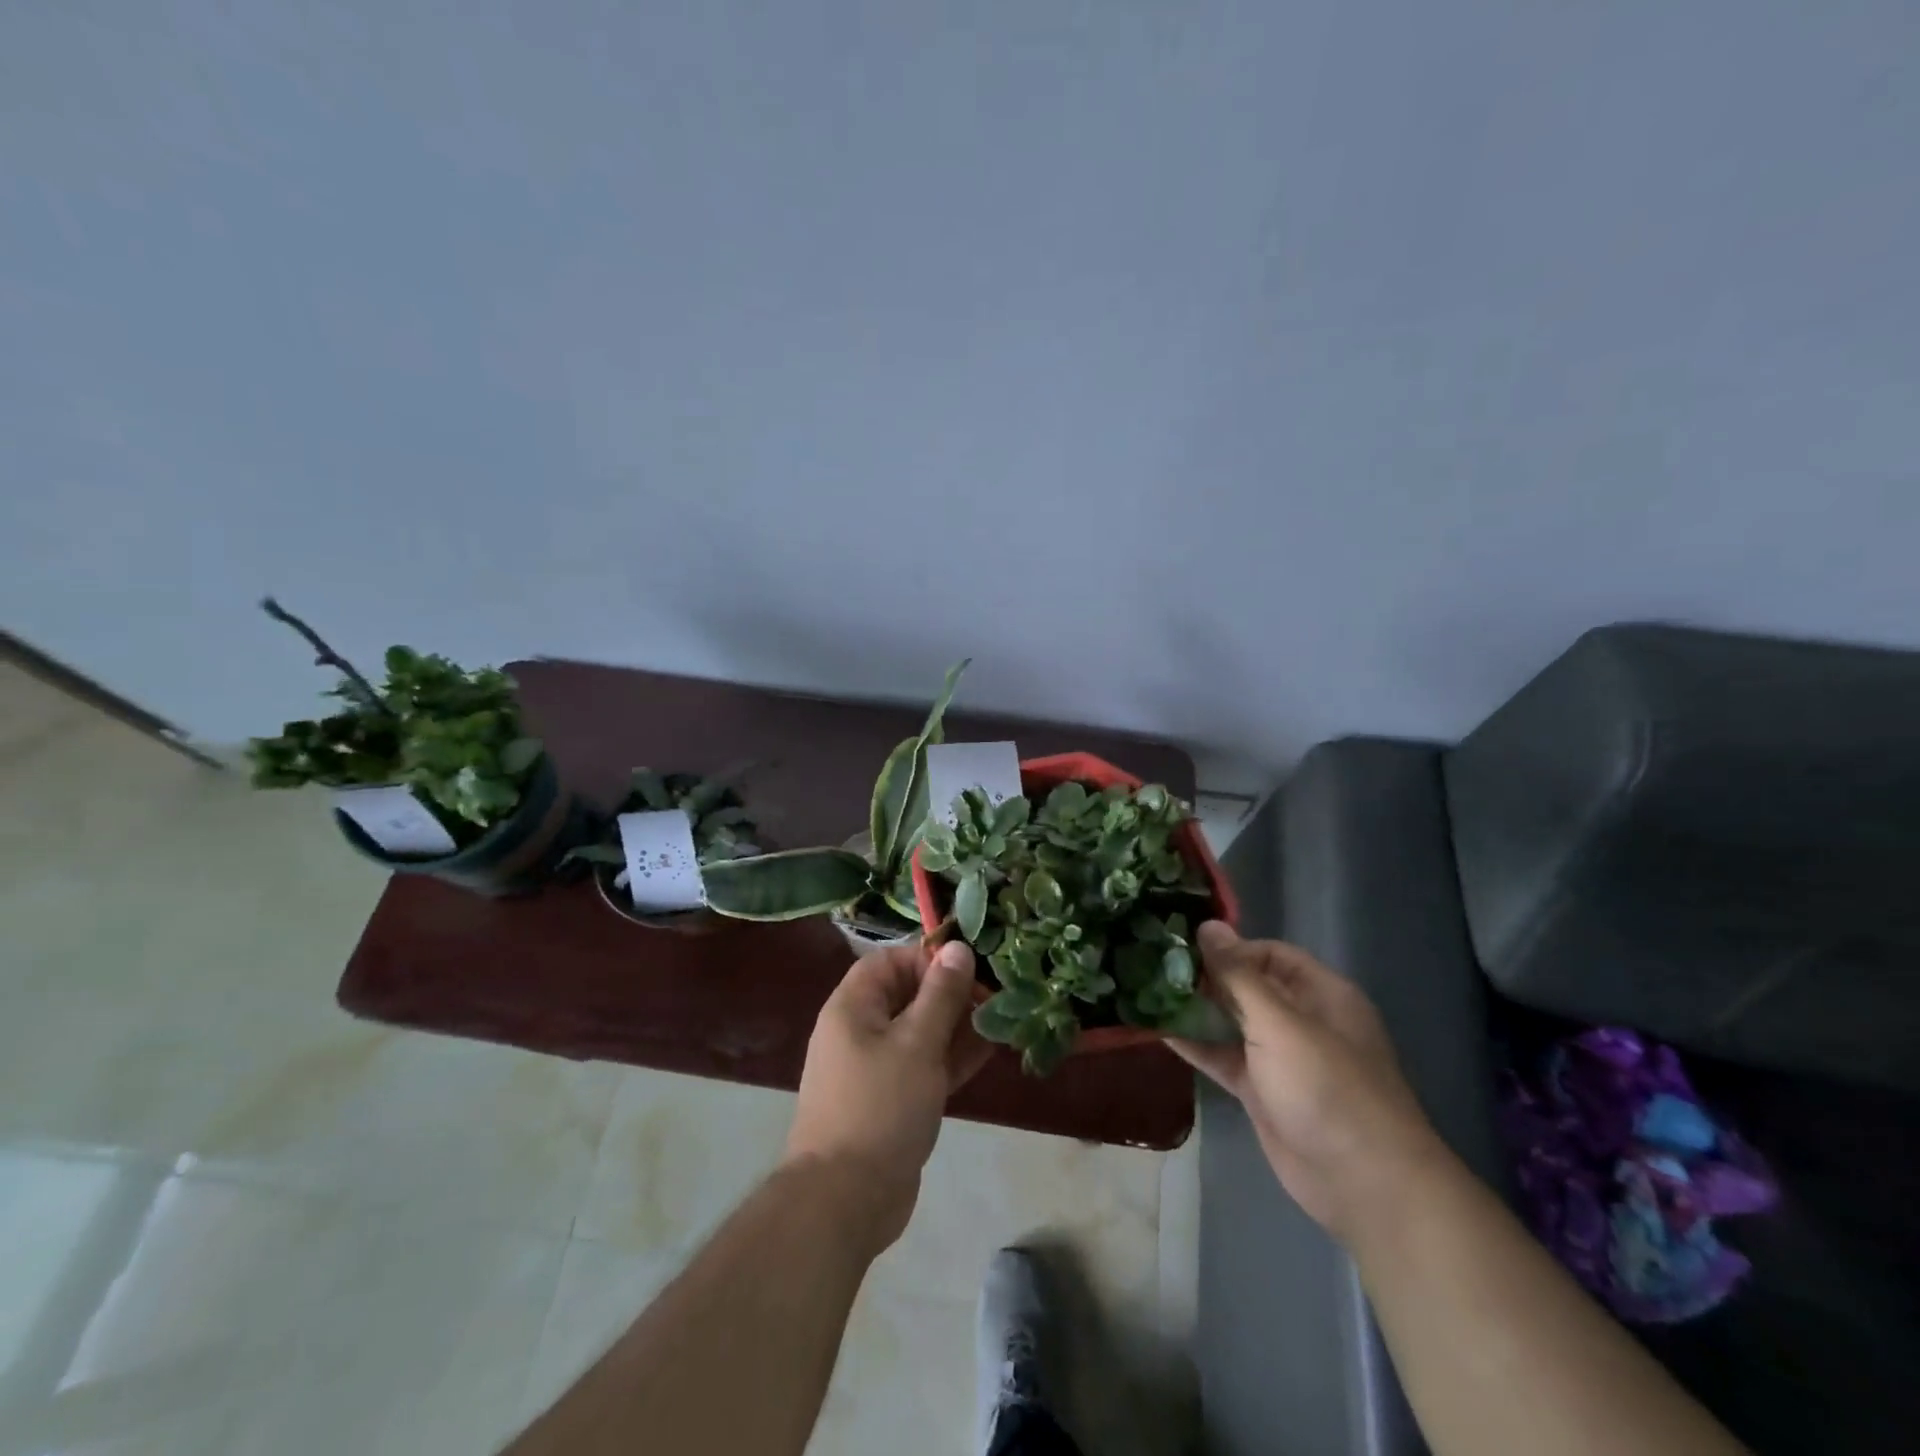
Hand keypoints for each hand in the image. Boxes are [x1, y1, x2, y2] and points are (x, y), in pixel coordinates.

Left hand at [783, 939, 992, 1252]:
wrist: (845, 1199)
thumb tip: (959, 948)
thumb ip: (941, 995)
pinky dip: (952, 1057)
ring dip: (958, 1026)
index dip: (927, 960)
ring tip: (1002, 1021)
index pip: (890, 961)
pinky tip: (989, 1051)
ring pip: (921, 1032)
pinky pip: (924, 1065)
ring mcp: (876, 1067)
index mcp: (853, 1007)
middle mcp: (860, 1030)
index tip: (968, 970)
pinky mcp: (892, 1099)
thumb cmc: (879, 1106)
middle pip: (908, 995)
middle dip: (951, 994)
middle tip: (996, 997)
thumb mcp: (916, 1043)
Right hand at [1169, 922, 1443, 1243]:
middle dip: (1206, 975)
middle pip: (1247, 985)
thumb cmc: (1327, 1088)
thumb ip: (1239, 975)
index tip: (1185, 948)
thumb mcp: (1280, 1023)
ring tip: (1148, 990)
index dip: (1230, 948)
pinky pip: (1223, 1056)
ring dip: (1195, 1008)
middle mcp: (1300, 1018)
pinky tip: (1157, 1029)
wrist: (1362, 1184)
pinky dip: (1195, 1044)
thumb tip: (1207, 926)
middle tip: (1156, 964)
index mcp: (1320, 993)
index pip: (1269, 953)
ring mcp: (1280, 1056)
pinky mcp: (1261, 1089)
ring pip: (1231, 1021)